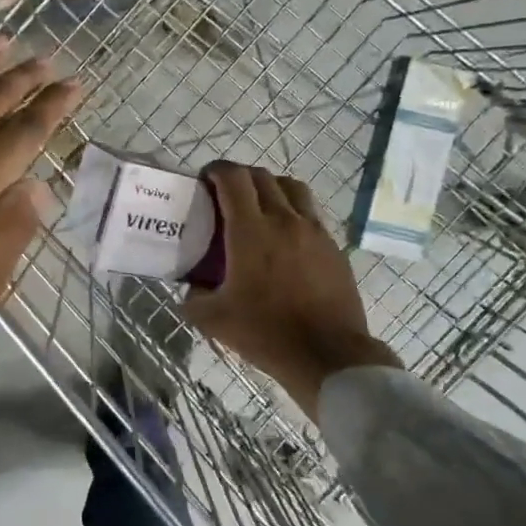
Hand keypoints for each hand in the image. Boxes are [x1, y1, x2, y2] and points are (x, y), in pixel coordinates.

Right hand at [183, 162, 396, 417]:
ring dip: (271, 187)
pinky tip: (285, 237)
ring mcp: (315, 231)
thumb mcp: (214, 320)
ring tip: (259, 206)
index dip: (217, 170)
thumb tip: (192, 287)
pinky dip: (293, 212)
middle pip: (262, 177)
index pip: (234, 178)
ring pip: (292, 188)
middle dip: (240, 177)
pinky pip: (311, 214)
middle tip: (226, 194)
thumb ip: (194, 297)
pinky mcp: (333, 247)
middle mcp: (285, 220)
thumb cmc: (266, 333)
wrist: (328, 355)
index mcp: (251, 231)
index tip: (205, 179)